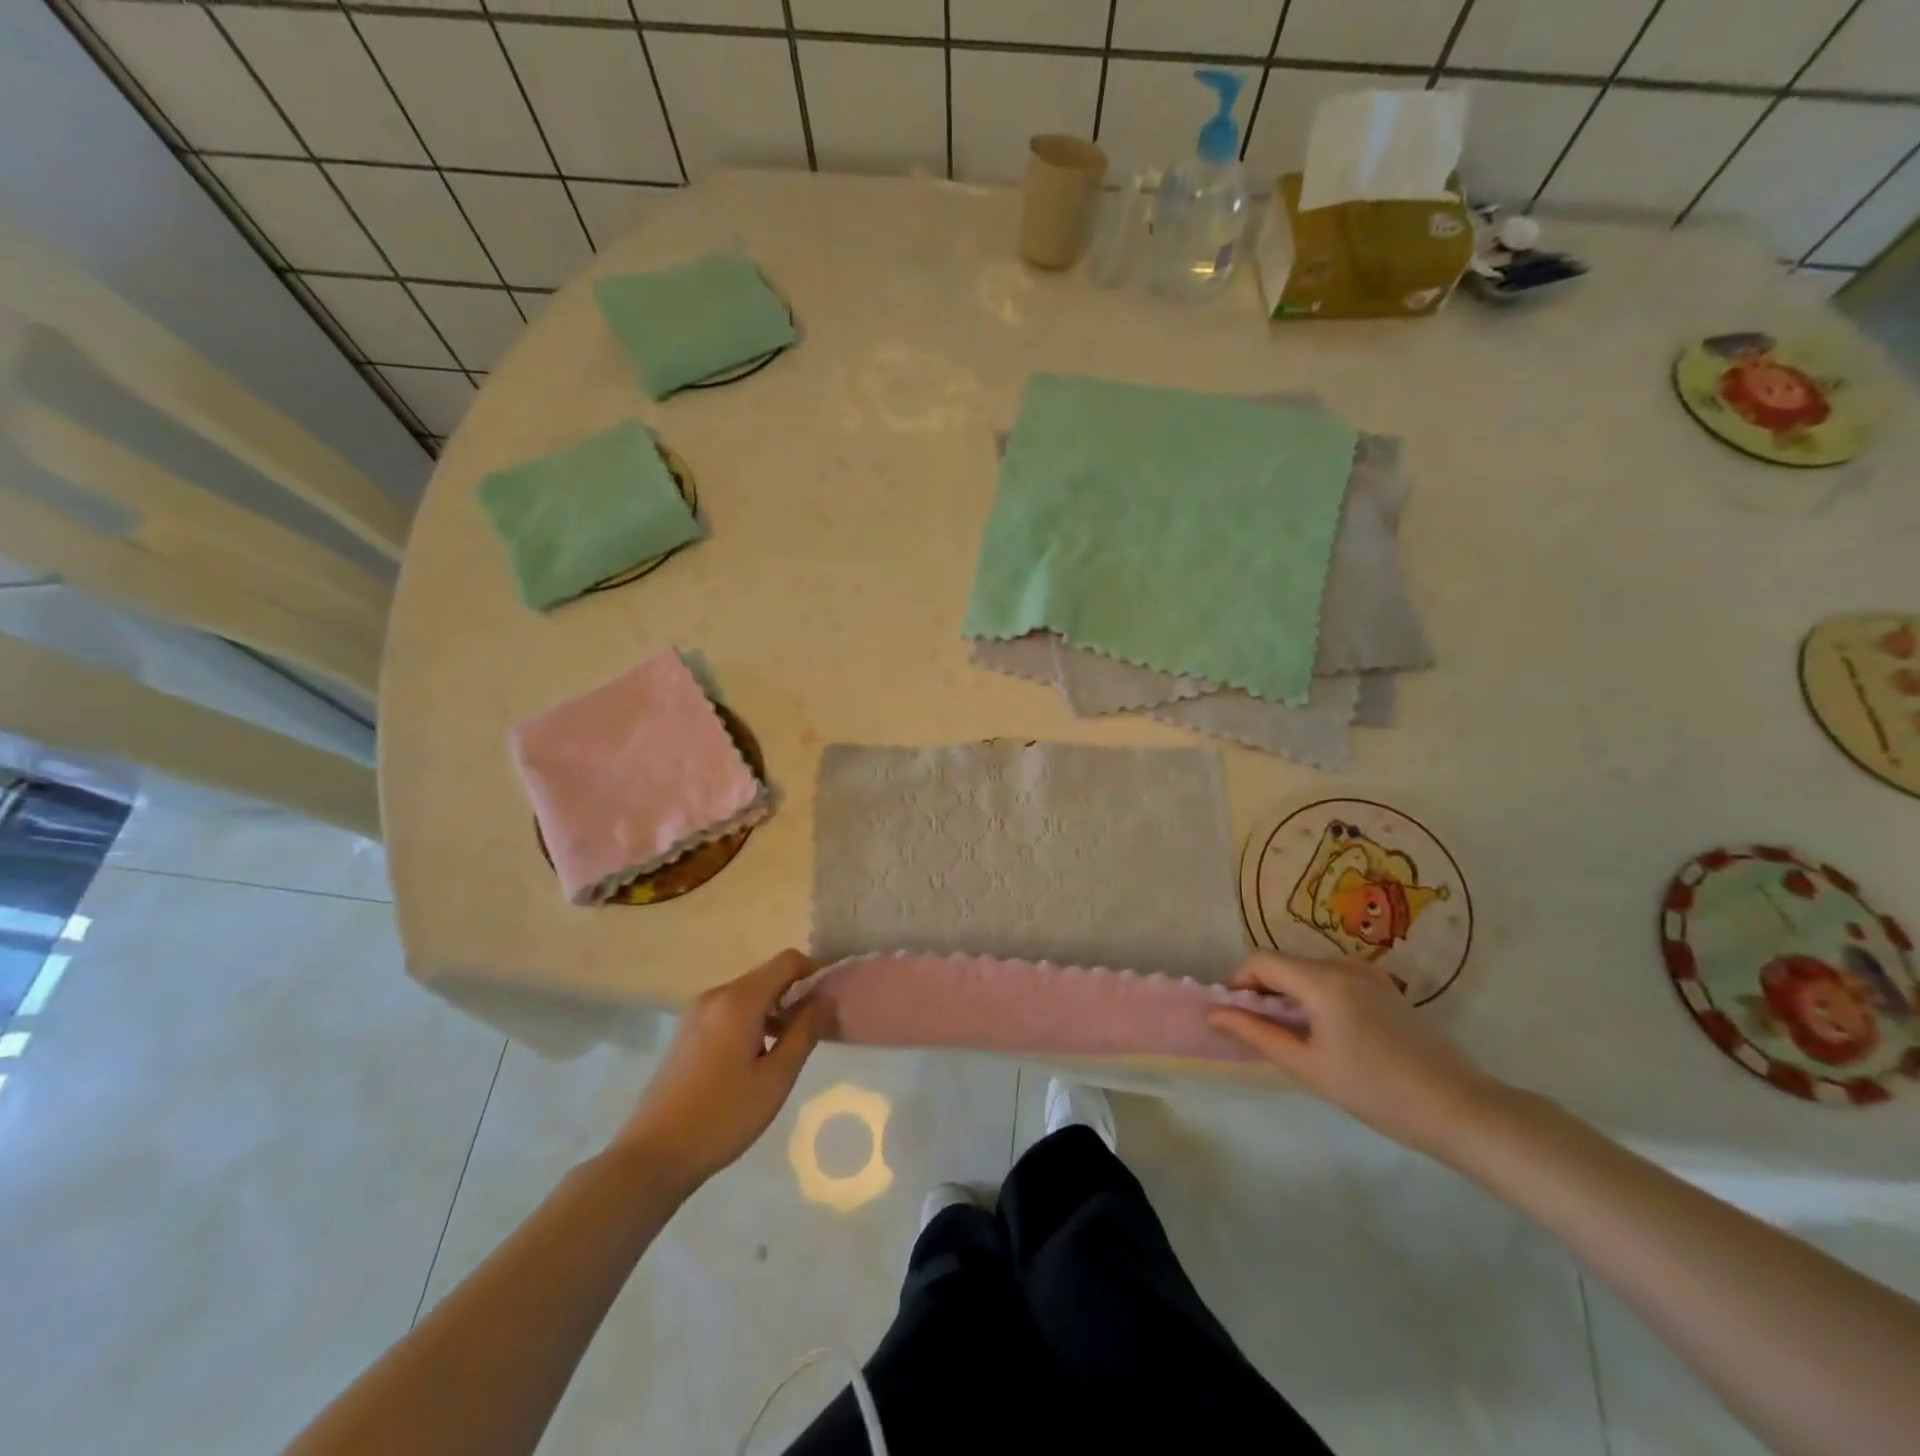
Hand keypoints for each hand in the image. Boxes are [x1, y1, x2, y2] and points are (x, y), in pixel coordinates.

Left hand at [614, 949, 827, 1192]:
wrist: (652, 1156)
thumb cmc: (722, 1117)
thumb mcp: (776, 1078)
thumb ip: (805, 1031)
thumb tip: (825, 997)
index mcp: (739, 1000)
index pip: (787, 961)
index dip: (815, 972)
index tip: (832, 1000)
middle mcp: (716, 995)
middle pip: (767, 977)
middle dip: (795, 994)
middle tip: (816, 1030)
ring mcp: (696, 1013)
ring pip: (748, 995)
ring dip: (774, 1010)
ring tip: (789, 1048)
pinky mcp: (686, 1032)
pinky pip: (729, 1011)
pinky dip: (751, 1021)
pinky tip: (756, 1059)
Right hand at [1207, 953, 1507, 1159]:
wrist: (1460, 1109)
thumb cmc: (1377, 1092)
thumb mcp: (1308, 1067)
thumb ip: (1257, 1034)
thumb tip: (1215, 1013)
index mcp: (1323, 980)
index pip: (1261, 961)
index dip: (1239, 982)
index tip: (1236, 1015)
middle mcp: (1343, 965)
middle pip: (1285, 962)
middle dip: (1263, 988)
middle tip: (1261, 1029)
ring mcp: (1368, 973)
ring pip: (1308, 969)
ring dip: (1289, 991)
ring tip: (1293, 1034)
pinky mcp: (1384, 986)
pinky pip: (1333, 977)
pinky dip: (1315, 994)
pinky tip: (1327, 1031)